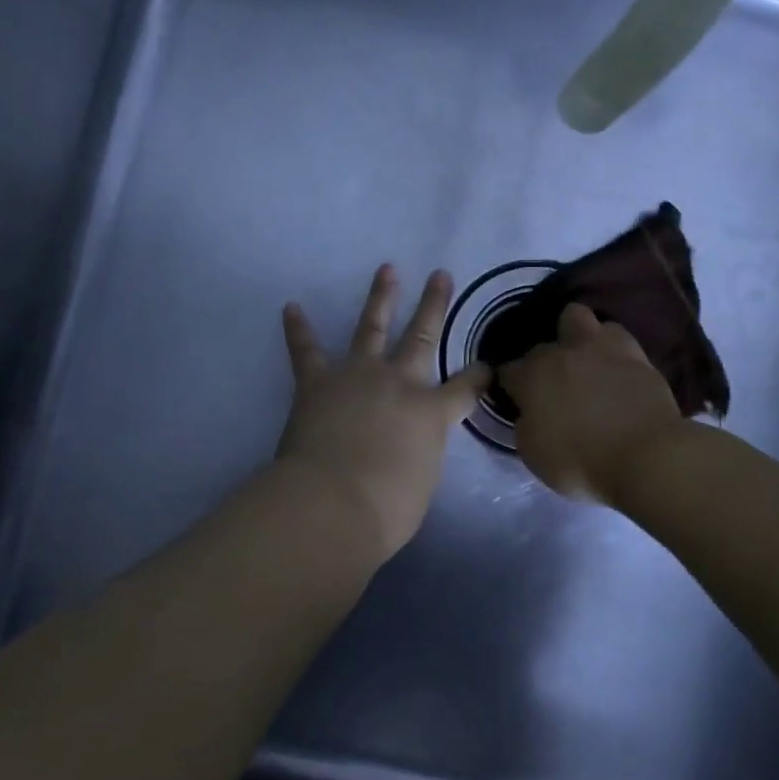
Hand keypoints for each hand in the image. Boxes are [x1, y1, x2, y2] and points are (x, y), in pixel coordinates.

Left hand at [277, 266, 490, 560]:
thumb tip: (409, 449)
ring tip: (387, 270)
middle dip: (434, 306)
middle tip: (441, 275)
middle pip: (422, 338)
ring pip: (371, 328)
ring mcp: (357, 376)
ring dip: (380, 298)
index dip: (478, 376)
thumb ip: (420, 456)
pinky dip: (298, 329)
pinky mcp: (317, 383)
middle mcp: (399, 383)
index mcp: (431, 413)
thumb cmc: (387, 509)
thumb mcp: (422, 483)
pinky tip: (291, 307)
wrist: (332, 504)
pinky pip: (306, 351)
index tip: (486, 367)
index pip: (465, 388)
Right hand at [500, 304, 686, 504]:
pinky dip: (610, 347)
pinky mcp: (636, 353)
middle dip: (542, 362)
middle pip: (541, 345)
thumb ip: (526, 425)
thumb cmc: (582, 462)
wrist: (646, 456)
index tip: (515, 399)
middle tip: (553, 385)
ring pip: (577, 318)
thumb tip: (530, 412)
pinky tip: (613, 365)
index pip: (507, 371)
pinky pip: (615, 335)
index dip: (508, 385)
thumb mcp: (533, 455)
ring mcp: (601, 347)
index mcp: (532, 376)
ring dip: (575, 337)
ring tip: (584, 360)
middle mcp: (561, 353)